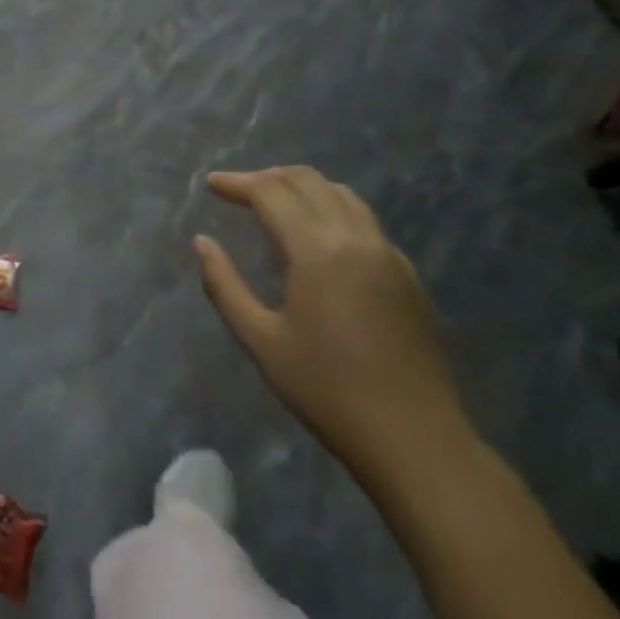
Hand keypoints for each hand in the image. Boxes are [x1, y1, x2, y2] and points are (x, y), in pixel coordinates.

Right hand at [194, 166, 475, 484]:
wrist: (417, 441)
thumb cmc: (328, 391)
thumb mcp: (261, 341)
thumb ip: (224, 285)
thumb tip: (202, 243)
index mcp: (318, 250)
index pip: (271, 193)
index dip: (237, 183)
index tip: (212, 184)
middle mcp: (356, 238)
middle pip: (309, 181)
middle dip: (269, 177)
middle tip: (239, 191)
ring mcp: (389, 255)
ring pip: (342, 195)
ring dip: (303, 188)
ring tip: (276, 205)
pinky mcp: (408, 275)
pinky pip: (365, 221)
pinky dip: (332, 210)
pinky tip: (318, 240)